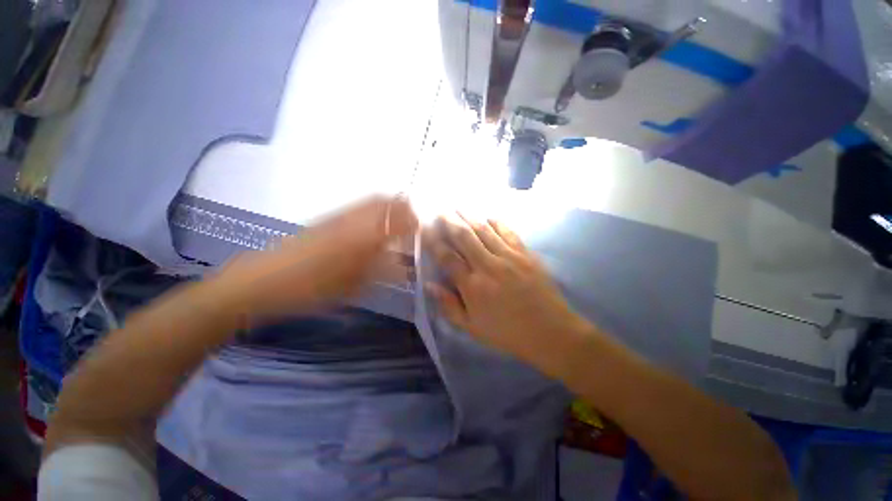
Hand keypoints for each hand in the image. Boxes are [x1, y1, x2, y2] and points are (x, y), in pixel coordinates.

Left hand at [217, 196, 416, 317]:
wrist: (265, 280)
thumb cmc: (314, 288)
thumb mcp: (356, 285)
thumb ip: (384, 271)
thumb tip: (405, 265)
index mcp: (366, 236)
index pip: (400, 220)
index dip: (415, 224)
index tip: (422, 233)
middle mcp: (356, 219)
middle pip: (388, 202)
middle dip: (405, 209)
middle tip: (412, 225)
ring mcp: (340, 215)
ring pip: (373, 201)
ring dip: (390, 207)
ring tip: (396, 224)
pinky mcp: (328, 217)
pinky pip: (360, 206)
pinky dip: (375, 210)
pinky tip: (373, 227)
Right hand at [424, 213, 595, 371]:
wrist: (549, 331)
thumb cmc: (507, 332)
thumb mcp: (471, 327)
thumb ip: (448, 306)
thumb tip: (430, 285)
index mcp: (472, 286)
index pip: (447, 257)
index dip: (434, 241)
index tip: (425, 228)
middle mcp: (488, 266)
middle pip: (464, 237)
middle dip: (449, 221)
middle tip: (440, 209)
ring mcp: (509, 257)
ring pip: (484, 230)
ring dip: (469, 216)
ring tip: (458, 206)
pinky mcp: (525, 254)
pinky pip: (508, 232)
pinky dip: (496, 222)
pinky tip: (488, 216)